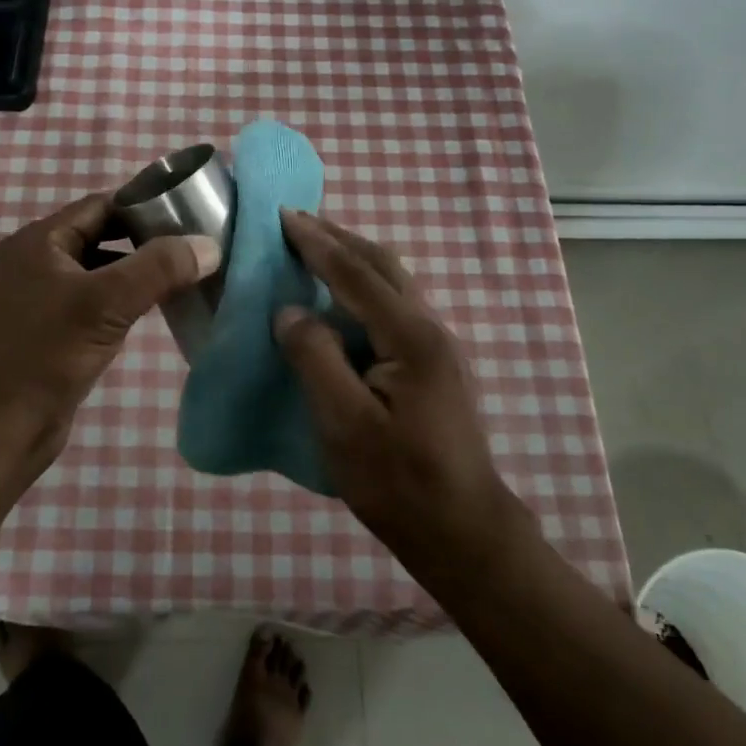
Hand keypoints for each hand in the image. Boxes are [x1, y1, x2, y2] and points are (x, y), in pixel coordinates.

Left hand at [0, 193, 219, 469]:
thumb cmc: (46, 354)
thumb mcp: (107, 303)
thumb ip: (159, 268)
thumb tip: (210, 245)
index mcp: (39, 241)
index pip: (101, 205)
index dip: (145, 206)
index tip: (189, 214)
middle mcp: (38, 261)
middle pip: (102, 235)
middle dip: (146, 240)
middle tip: (195, 246)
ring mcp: (43, 297)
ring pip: (101, 270)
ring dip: (138, 272)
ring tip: (185, 274)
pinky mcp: (52, 330)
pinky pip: (96, 301)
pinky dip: (125, 300)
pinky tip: (156, 309)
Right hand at [274, 209, 525, 569]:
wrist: (463, 531)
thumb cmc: (398, 481)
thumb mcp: (344, 424)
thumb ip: (315, 358)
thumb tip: (289, 311)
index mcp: (410, 336)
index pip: (355, 273)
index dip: (316, 243)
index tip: (283, 215)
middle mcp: (430, 328)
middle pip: (381, 265)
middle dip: (337, 238)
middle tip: (296, 222)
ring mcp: (437, 345)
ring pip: (392, 282)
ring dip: (352, 259)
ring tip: (314, 250)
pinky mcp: (435, 364)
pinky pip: (394, 304)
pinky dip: (363, 285)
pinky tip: (342, 300)